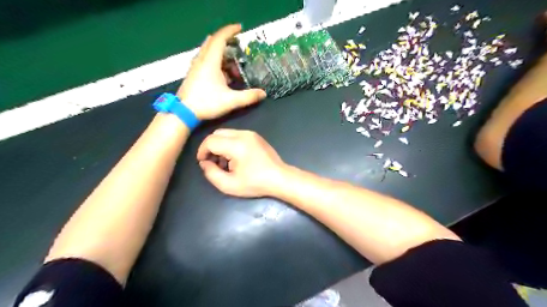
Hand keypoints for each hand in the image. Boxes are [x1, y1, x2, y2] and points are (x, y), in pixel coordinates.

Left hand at [177, 24, 267, 119]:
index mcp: (210, 62)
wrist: (183, 112)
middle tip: (238, 48)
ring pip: (209, 52)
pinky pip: (206, 61)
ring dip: (222, 56)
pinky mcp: (194, 74)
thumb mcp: (231, 101)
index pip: (220, 38)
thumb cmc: (206, 103)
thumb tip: (263, 93)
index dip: (230, 31)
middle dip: (227, 43)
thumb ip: (248, 97)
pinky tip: (224, 76)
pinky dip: (216, 63)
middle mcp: (202, 60)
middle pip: (213, 43)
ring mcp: (196, 67)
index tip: (240, 28)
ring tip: (233, 68)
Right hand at [199, 128, 287, 196]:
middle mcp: (243, 134)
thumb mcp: (229, 185)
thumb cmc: (256, 183)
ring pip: (226, 133)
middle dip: (210, 147)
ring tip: (225, 162)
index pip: (210, 141)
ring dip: (220, 145)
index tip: (203, 163)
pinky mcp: (256, 136)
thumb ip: (211, 173)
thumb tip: (204, 163)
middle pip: (217, 133)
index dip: (202, 151)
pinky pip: (236, 135)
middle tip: (213, 162)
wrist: (280, 178)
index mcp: (236, 145)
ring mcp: (251, 134)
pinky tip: (235, 158)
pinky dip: (230, 143)